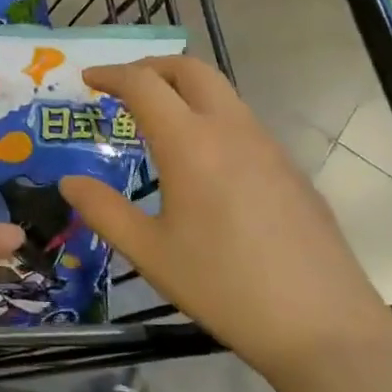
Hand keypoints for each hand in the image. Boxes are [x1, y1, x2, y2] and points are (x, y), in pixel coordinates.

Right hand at [57, 56, 389, 375]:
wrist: (323, 324)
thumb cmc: (225, 287)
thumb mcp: (151, 253)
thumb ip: (104, 211)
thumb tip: (69, 182)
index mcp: (190, 143)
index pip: (144, 84)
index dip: (111, 74)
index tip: (88, 78)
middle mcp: (231, 129)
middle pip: (189, 69)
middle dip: (151, 67)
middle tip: (123, 86)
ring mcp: (267, 145)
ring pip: (221, 91)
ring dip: (183, 88)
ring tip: (158, 119)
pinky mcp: (289, 167)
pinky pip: (241, 120)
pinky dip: (210, 115)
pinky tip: (203, 159)